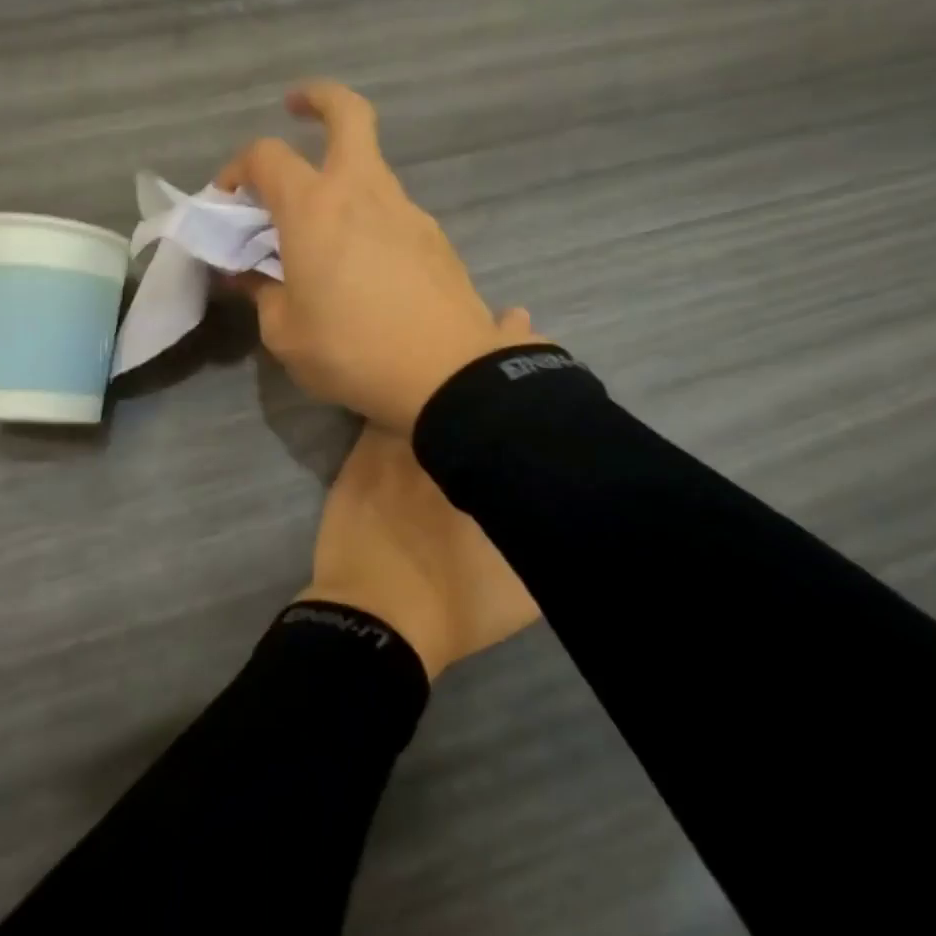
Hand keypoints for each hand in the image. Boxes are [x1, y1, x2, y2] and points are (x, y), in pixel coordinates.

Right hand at [218, 81, 542, 431]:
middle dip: (319, 99)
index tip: (228, 199)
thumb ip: (262, 294)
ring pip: (372, 170)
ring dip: (343, 180)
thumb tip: (248, 275)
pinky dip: (371, 220)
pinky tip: (367, 270)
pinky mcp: (436, 239)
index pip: (266, 157)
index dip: (238, 169)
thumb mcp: (285, 333)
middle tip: (296, 109)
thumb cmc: (352, 351)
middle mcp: (363, 193)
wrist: (448, 376)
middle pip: (348, 115)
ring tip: (324, 234)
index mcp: (315, 208)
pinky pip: (394, 213)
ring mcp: (408, 212)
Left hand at [298, 309, 542, 680]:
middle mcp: (439, 441)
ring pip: (418, 387)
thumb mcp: (525, 585)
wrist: (376, 618)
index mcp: (484, 463)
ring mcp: (394, 445)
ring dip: (436, 361)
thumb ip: (546, 533)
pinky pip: (379, 412)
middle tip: (504, 318)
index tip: (526, 326)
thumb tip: (574, 504)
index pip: (507, 396)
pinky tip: (398, 376)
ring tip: (452, 331)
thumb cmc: (457, 603)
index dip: (521, 360)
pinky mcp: (361, 458)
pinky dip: (391, 392)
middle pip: (463, 380)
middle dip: (484, 346)